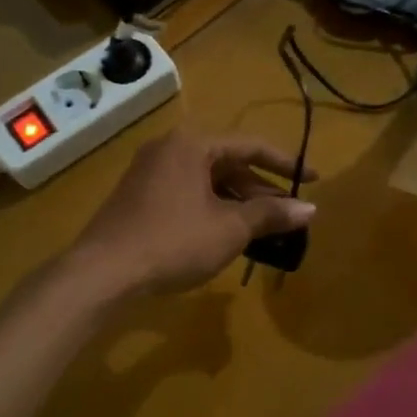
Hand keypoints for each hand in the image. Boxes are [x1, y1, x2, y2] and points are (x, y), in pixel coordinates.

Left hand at [67, 131, 316, 297]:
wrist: (102, 272)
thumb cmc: (173, 241)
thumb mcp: (230, 229)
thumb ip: (270, 215)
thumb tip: (310, 208)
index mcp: (193, 145)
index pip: (251, 146)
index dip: (286, 164)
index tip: (314, 179)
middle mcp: (170, 148)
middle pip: (228, 163)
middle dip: (260, 189)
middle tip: (287, 213)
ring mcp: (150, 172)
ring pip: (207, 180)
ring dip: (237, 202)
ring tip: (263, 229)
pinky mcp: (138, 196)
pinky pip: (187, 193)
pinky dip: (212, 208)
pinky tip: (226, 234)